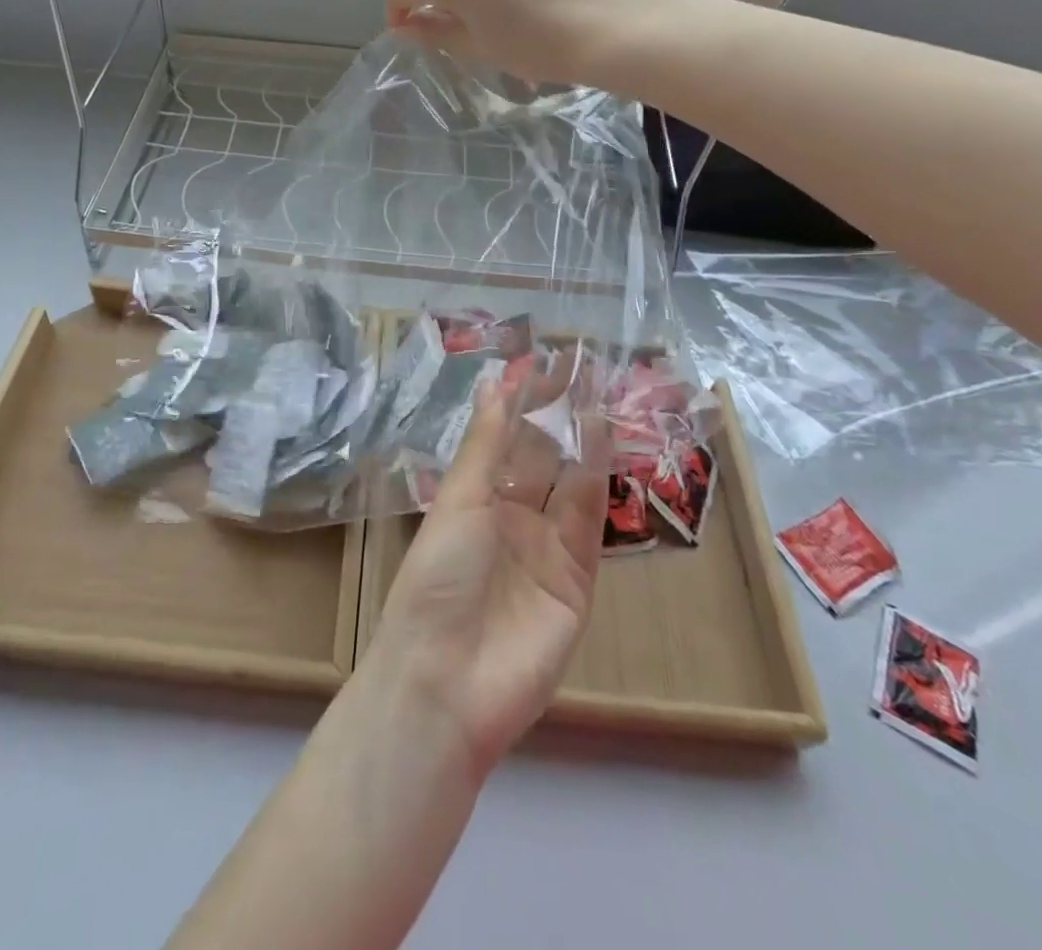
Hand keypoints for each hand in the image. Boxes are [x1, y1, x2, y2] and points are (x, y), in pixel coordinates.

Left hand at [364, 376, 609, 777]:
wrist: (449, 680)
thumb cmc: (438, 577)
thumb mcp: (458, 501)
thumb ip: (485, 444)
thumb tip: (494, 383)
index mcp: (472, 501)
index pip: (502, 441)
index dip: (519, 404)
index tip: (538, 362)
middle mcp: (509, 520)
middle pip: (538, 458)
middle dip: (555, 415)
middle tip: (578, 367)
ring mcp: (545, 550)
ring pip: (569, 483)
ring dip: (581, 441)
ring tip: (596, 391)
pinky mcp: (578, 582)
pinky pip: (589, 524)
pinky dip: (598, 482)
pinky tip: (603, 441)